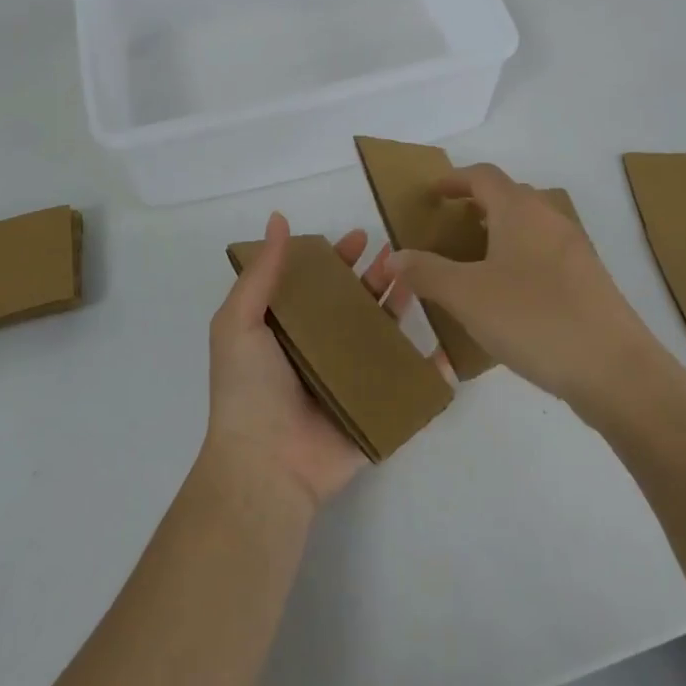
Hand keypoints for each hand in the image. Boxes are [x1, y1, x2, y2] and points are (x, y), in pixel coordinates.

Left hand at [203, 211, 425, 511]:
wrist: (266, 466)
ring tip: (421, 280)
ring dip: (401, 307)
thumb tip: (278, 218)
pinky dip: (429, 366)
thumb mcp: (239, 322)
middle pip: (356, 304)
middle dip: (377, 277)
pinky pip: (406, 383)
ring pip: (383, 335)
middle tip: (399, 254)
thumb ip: (262, 272)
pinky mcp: (375, 408)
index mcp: (289, 329)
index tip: (360, 237)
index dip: (338, 259)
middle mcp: (320, 350)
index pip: (319, 284)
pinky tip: (446, 343)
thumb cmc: (249, 388)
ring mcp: (350, 380)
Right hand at [390, 163, 658, 411]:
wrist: (615, 370)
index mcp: (520, 211)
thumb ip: (427, 272)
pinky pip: (546, 254)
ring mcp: (575, 250)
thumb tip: (394, 256)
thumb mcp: (467, 296)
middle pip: (510, 196)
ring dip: (501, 233)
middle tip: (450, 228)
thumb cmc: (533, 319)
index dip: (455, 179)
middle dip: (477, 205)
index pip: (483, 176)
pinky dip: (520, 259)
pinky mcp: (589, 281)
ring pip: (530, 227)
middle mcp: (551, 219)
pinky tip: (509, 296)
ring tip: (474, 263)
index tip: (433, 193)